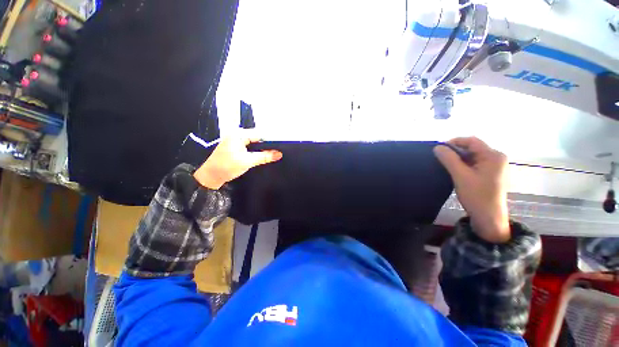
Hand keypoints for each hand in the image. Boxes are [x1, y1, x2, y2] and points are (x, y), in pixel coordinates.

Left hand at [193, 131, 282, 189]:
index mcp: (239, 134)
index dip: (270, 140)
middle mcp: (237, 135)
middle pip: (257, 138)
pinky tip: (262, 156)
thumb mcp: (248, 161)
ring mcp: (236, 141)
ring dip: (262, 149)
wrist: (211, 177)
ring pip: (254, 143)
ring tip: (273, 154)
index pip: (259, 134)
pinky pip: (250, 147)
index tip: (280, 147)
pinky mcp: (235, 148)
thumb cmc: (227, 166)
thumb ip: (264, 157)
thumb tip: (279, 154)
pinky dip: (256, 152)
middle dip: (267, 145)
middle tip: (278, 152)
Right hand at [434, 137, 510, 242]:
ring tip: (445, 165)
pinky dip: (463, 165)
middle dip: (455, 151)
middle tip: (440, 159)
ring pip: (472, 156)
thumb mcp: (460, 176)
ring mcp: (495, 166)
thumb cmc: (476, 195)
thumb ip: (449, 159)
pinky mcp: (490, 174)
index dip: (454, 142)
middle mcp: (497, 158)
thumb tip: (437, 147)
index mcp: (494, 156)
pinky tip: (455, 171)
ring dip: (458, 159)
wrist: (488, 217)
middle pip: (472, 148)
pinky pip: (475, 163)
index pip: (471, 141)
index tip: (438, 149)